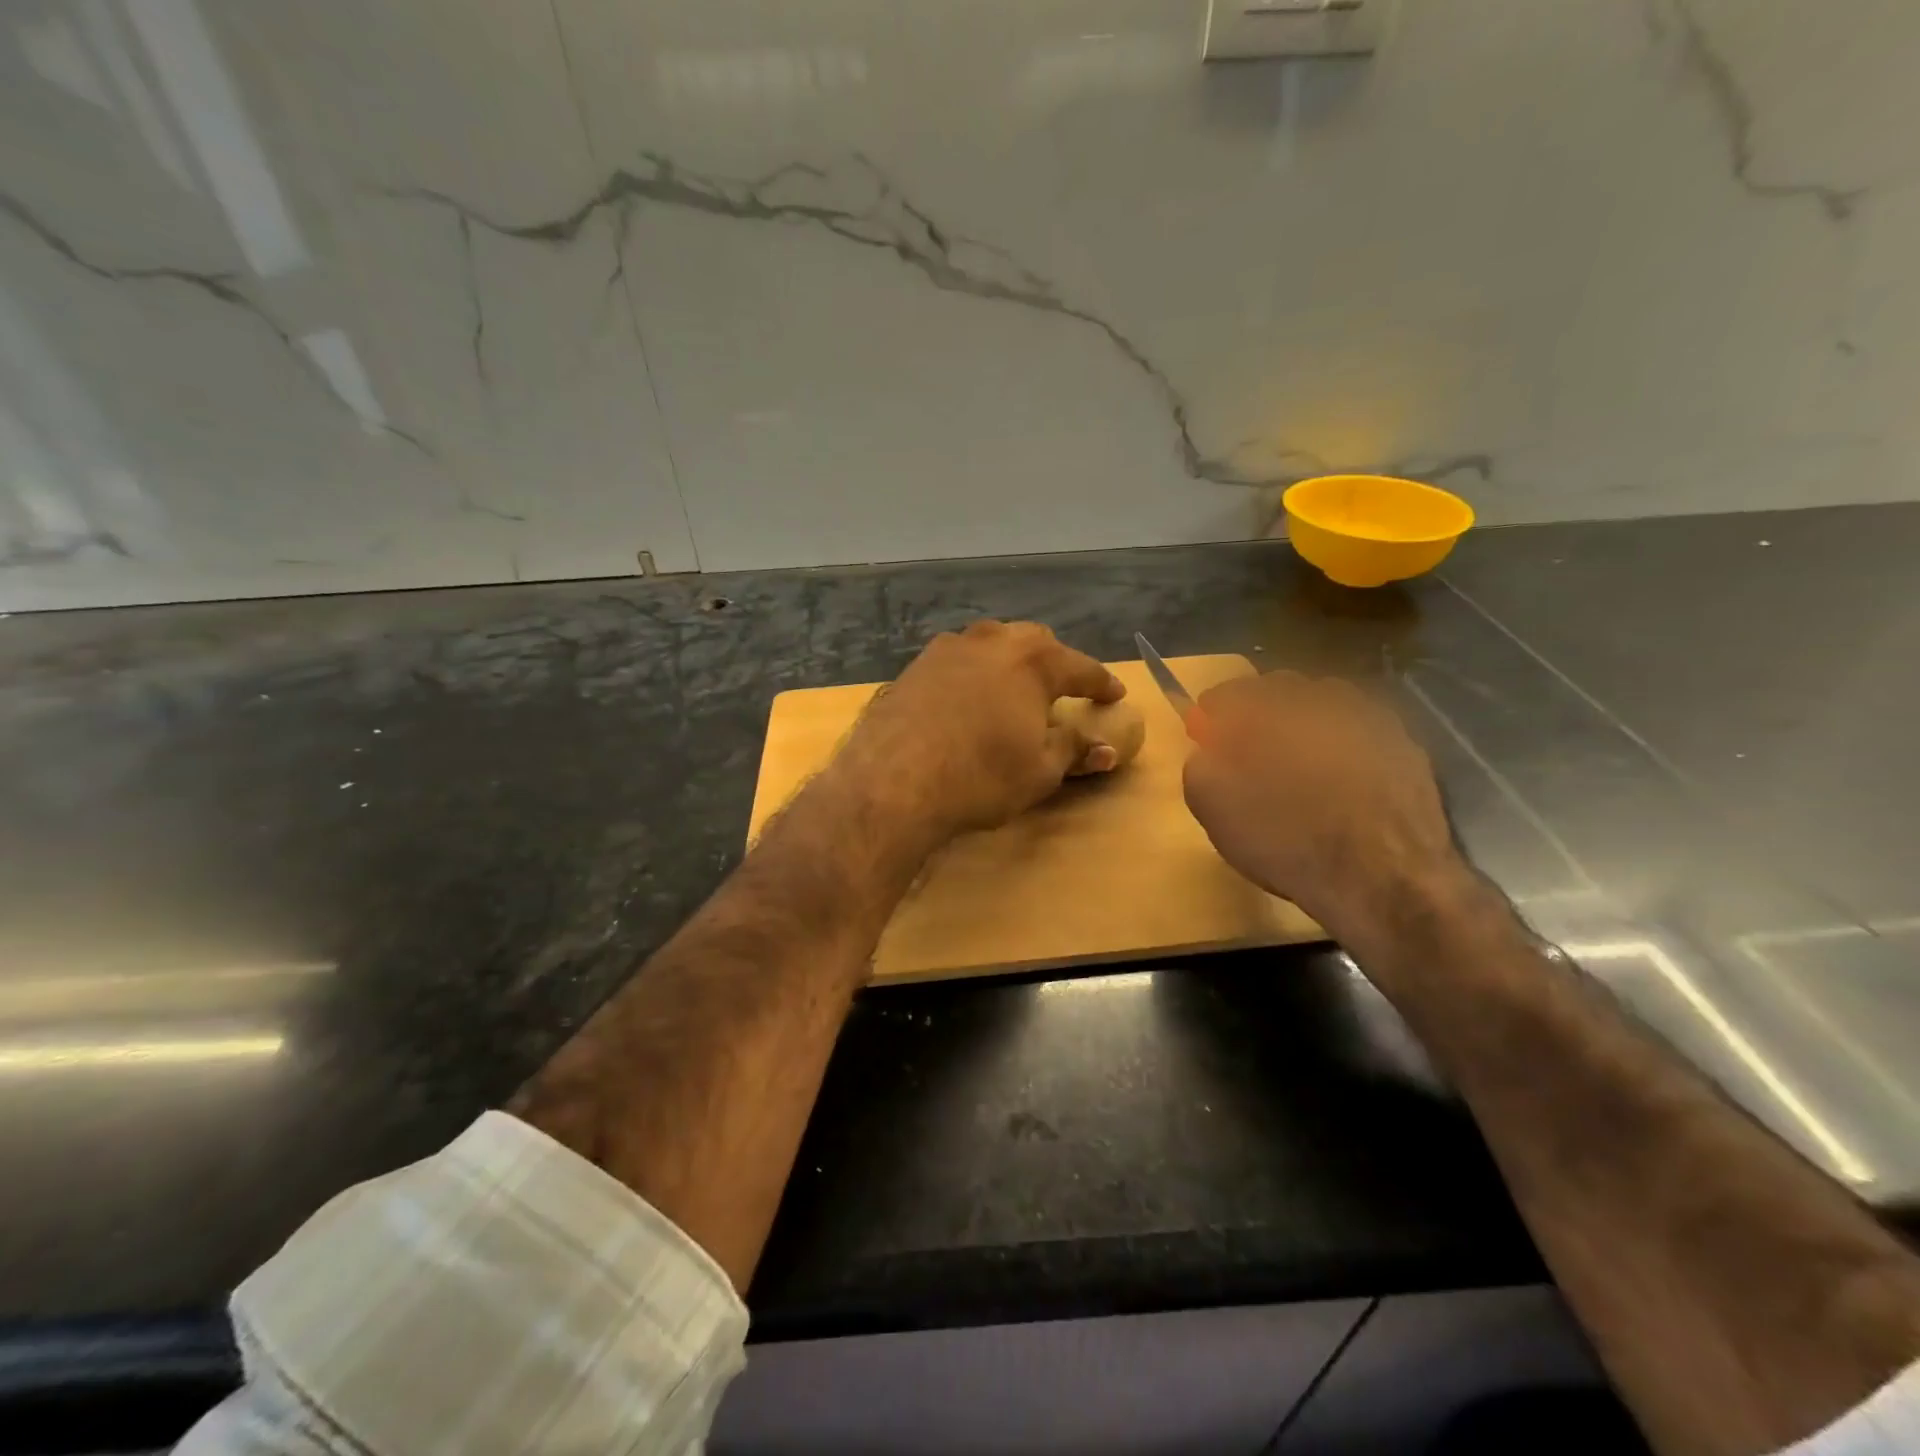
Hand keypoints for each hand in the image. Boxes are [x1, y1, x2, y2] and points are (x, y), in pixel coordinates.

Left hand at [832, 621, 1124, 840]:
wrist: (893, 780)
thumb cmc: (980, 777)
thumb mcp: (1039, 772)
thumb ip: (1074, 751)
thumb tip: (1107, 749)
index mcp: (1033, 662)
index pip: (1081, 668)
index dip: (1101, 683)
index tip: (1115, 694)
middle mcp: (992, 641)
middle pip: (1035, 644)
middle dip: (1054, 664)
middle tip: (1061, 690)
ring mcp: (948, 648)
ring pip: (992, 645)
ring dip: (1009, 663)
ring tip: (1013, 690)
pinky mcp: (915, 665)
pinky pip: (957, 661)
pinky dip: (973, 675)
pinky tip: (967, 699)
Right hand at [1182, 672, 1471, 940]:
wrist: (1383, 878)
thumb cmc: (1285, 839)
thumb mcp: (1213, 807)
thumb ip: (1200, 764)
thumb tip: (1209, 750)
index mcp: (1263, 705)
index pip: (1225, 694)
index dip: (1212, 719)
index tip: (1207, 742)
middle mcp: (1316, 695)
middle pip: (1276, 692)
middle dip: (1259, 715)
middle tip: (1251, 753)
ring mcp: (1367, 714)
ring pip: (1321, 707)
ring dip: (1304, 726)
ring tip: (1300, 767)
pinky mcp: (1404, 741)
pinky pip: (1358, 731)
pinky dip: (1342, 746)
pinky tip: (1340, 782)